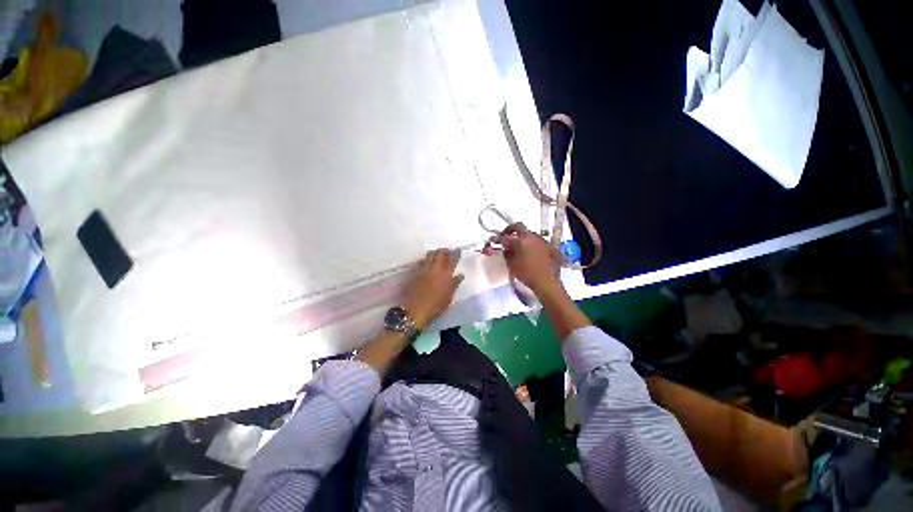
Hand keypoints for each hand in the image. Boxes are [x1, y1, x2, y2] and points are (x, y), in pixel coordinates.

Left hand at [403, 248, 463, 329]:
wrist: (415, 311)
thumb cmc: (435, 307)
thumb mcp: (449, 298)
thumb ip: (454, 284)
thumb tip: (460, 275)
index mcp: (446, 275)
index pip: (452, 259)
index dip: (456, 253)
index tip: (458, 250)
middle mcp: (435, 269)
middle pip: (440, 253)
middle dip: (445, 250)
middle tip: (448, 252)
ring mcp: (424, 269)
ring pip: (430, 255)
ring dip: (435, 253)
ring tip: (438, 255)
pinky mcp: (415, 272)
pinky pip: (422, 261)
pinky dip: (426, 259)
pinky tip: (427, 263)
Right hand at [485, 223, 561, 293]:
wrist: (545, 281)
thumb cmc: (526, 274)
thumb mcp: (512, 265)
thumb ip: (507, 254)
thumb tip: (506, 249)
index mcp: (520, 241)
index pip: (505, 237)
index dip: (497, 239)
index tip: (493, 241)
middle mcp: (530, 236)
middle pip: (518, 226)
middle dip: (509, 230)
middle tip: (505, 236)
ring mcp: (540, 239)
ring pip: (527, 232)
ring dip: (520, 236)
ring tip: (516, 244)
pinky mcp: (547, 245)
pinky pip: (535, 239)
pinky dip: (529, 242)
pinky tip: (527, 250)